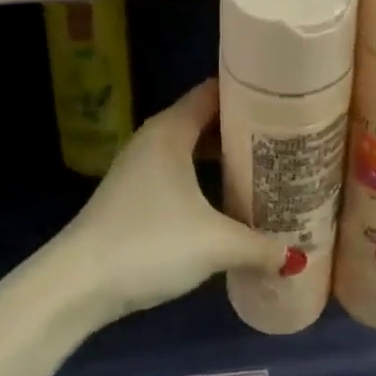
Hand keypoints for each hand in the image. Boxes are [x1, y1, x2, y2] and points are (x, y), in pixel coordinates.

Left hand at [61, 79, 293, 319]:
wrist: (79, 284)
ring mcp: (140, 166)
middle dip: (242, 127)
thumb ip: (259, 246)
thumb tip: (296, 257)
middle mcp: (154, 138)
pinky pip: (178, 170)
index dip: (249, 92)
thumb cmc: (150, 244)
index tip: (284, 100)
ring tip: (263, 167)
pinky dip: (203, 175)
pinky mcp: (133, 194)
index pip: (214, 92)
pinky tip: (225, 200)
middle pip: (205, 119)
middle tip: (284, 137)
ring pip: (190, 148)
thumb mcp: (214, 244)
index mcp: (171, 130)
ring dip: (222, 155)